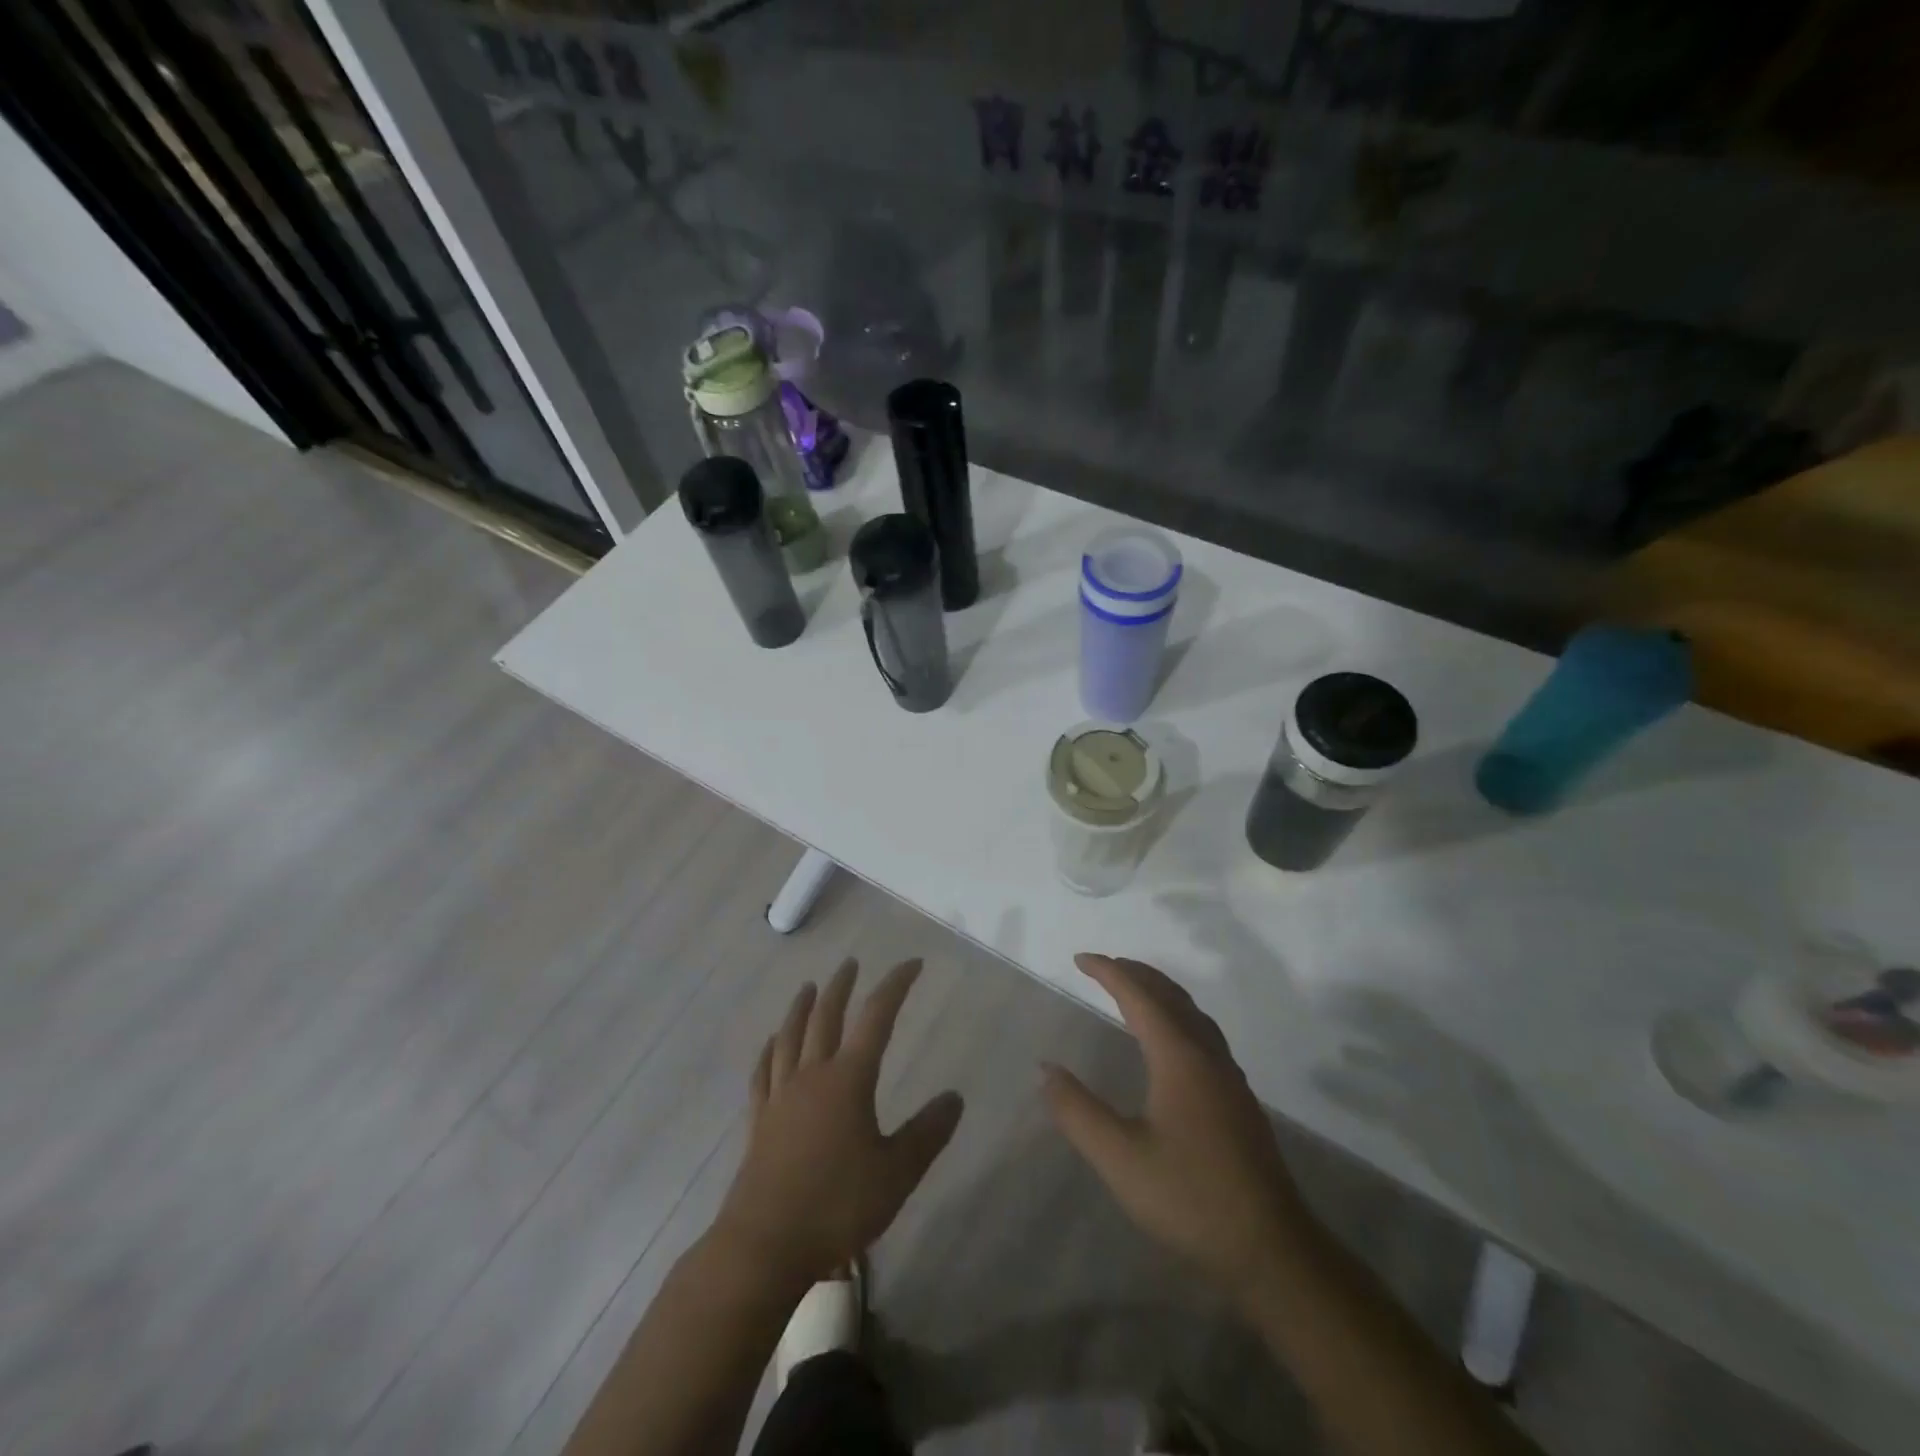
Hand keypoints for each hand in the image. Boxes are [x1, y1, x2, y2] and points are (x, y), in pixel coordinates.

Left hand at [714, 957, 963, 1290]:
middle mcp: (812, 1075)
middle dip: (842, 986)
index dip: (895, 985)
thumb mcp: (897, 1173)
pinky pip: (763, 1072)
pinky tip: (771, 1043)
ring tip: (808, 987)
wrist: (765, 1245)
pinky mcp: (759, 1121)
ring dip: (801, 1007)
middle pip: (826, 1017)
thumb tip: (954, 1097)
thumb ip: (927, 1133)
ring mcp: (780, 1096)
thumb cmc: (837, 1206)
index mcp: (849, 1079)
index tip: (912, 964)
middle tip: (852, 963)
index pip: (877, 1017)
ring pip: (791, 1037)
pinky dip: (770, 1050)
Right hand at [1042, 953, 1309, 1298]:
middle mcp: (1207, 1055)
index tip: (1079, 959)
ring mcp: (1228, 1076)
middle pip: (1170, 995)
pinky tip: (1171, 1041)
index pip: (1139, 996)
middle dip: (1136, 973)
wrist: (1271, 1249)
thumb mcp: (1119, 1158)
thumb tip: (1045, 1068)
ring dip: (1159, 991)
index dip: (1109, 972)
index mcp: (1179, 1057)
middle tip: (1103, 965)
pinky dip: (1177, 1015)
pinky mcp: (1238, 1099)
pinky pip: (1203, 1033)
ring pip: (1192, 1013)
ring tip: (1133, 990)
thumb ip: (1078, 1111)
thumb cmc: (1190, 1198)